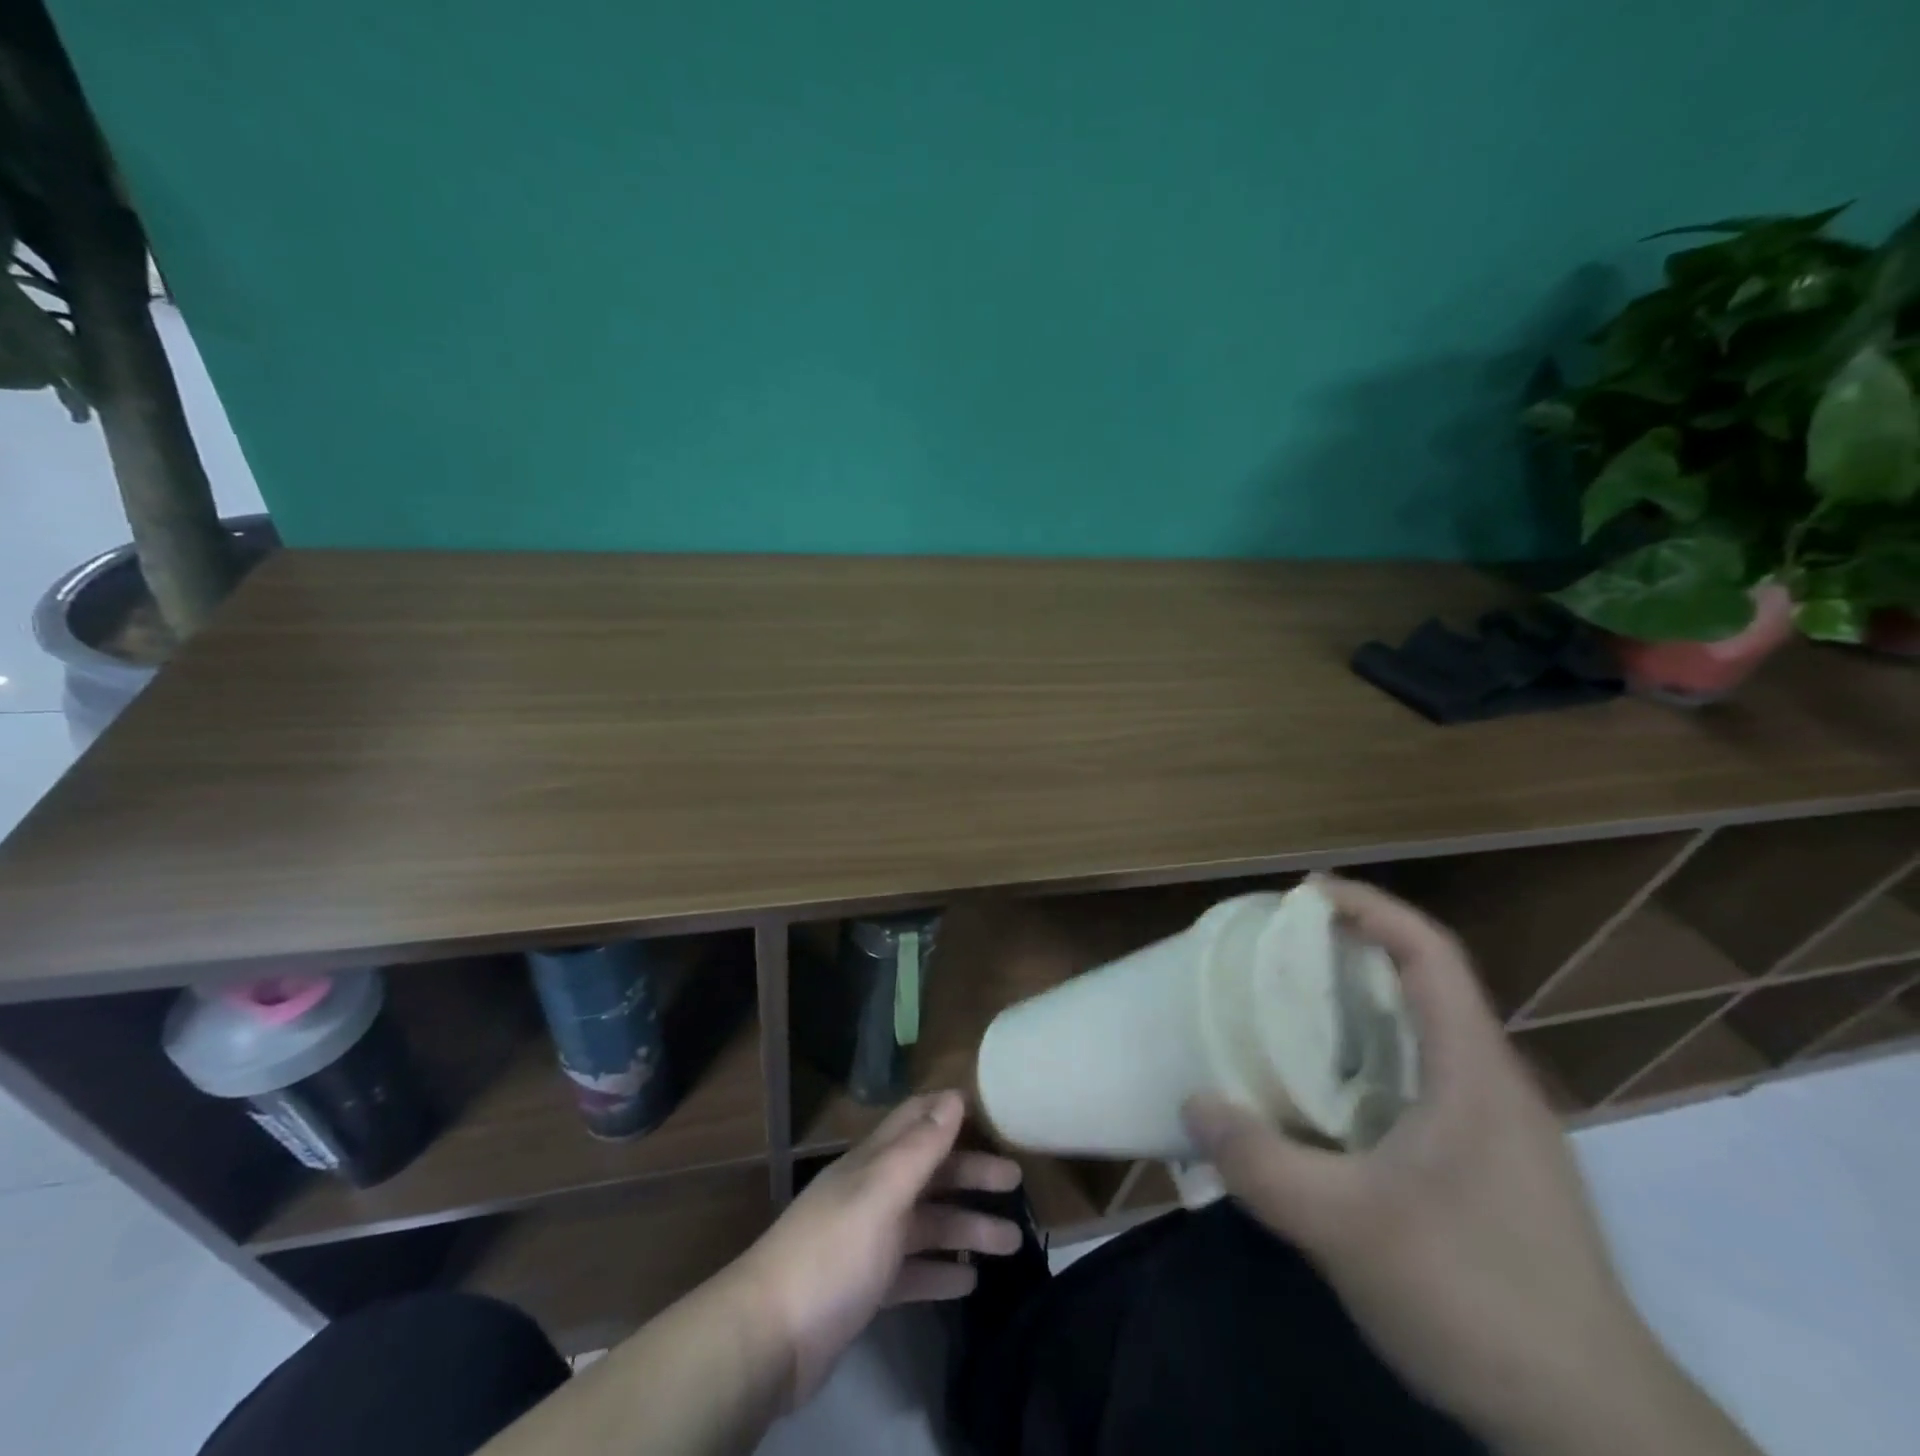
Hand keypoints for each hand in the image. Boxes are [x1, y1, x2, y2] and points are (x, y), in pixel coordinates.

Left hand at [734, 1091, 1022, 1408]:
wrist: (769, 1337)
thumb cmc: (833, 1251)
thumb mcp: (882, 1192)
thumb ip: (920, 1147)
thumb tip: (954, 1097)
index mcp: (873, 1163)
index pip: (915, 1120)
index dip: (950, 1112)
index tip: (991, 1111)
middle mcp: (872, 1193)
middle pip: (930, 1173)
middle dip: (971, 1173)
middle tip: (1017, 1182)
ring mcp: (868, 1242)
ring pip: (927, 1224)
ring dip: (966, 1227)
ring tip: (1011, 1243)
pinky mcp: (865, 1288)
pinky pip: (913, 1271)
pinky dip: (940, 1272)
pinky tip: (969, 1283)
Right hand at [1182, 877, 1678, 1449]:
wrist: (1595, 1430)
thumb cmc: (1477, 1297)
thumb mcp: (1347, 1227)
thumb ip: (1261, 1163)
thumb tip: (1195, 1104)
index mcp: (1474, 1071)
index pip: (1430, 954)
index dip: (1371, 907)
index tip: (1307, 891)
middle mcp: (1493, 1086)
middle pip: (1426, 987)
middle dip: (1353, 953)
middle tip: (1281, 952)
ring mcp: (1499, 1134)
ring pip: (1424, 1040)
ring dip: (1360, 1012)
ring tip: (1291, 1015)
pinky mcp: (1492, 1174)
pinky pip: (1422, 1086)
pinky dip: (1370, 1066)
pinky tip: (1327, 1105)